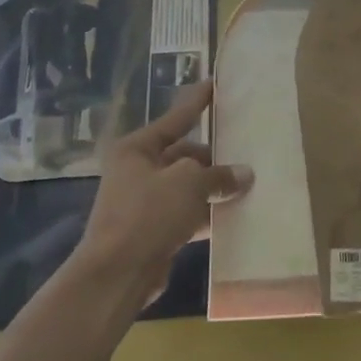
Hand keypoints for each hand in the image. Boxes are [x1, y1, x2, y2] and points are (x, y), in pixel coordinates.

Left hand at [73, 78, 253, 305]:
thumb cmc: (148, 214)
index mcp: (137, 148)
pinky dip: (204, 215)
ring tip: (245, 185)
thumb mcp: (189, 184)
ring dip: (211, 189)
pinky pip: (183, 214)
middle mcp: (136, 171)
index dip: (197, 102)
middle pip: (182, 155)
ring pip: (185, 187)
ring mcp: (141, 203)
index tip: (214, 84)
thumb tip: (243, 174)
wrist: (115, 276)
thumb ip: (218, 175)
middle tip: (243, 152)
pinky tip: (231, 218)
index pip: (175, 118)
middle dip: (212, 158)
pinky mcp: (150, 232)